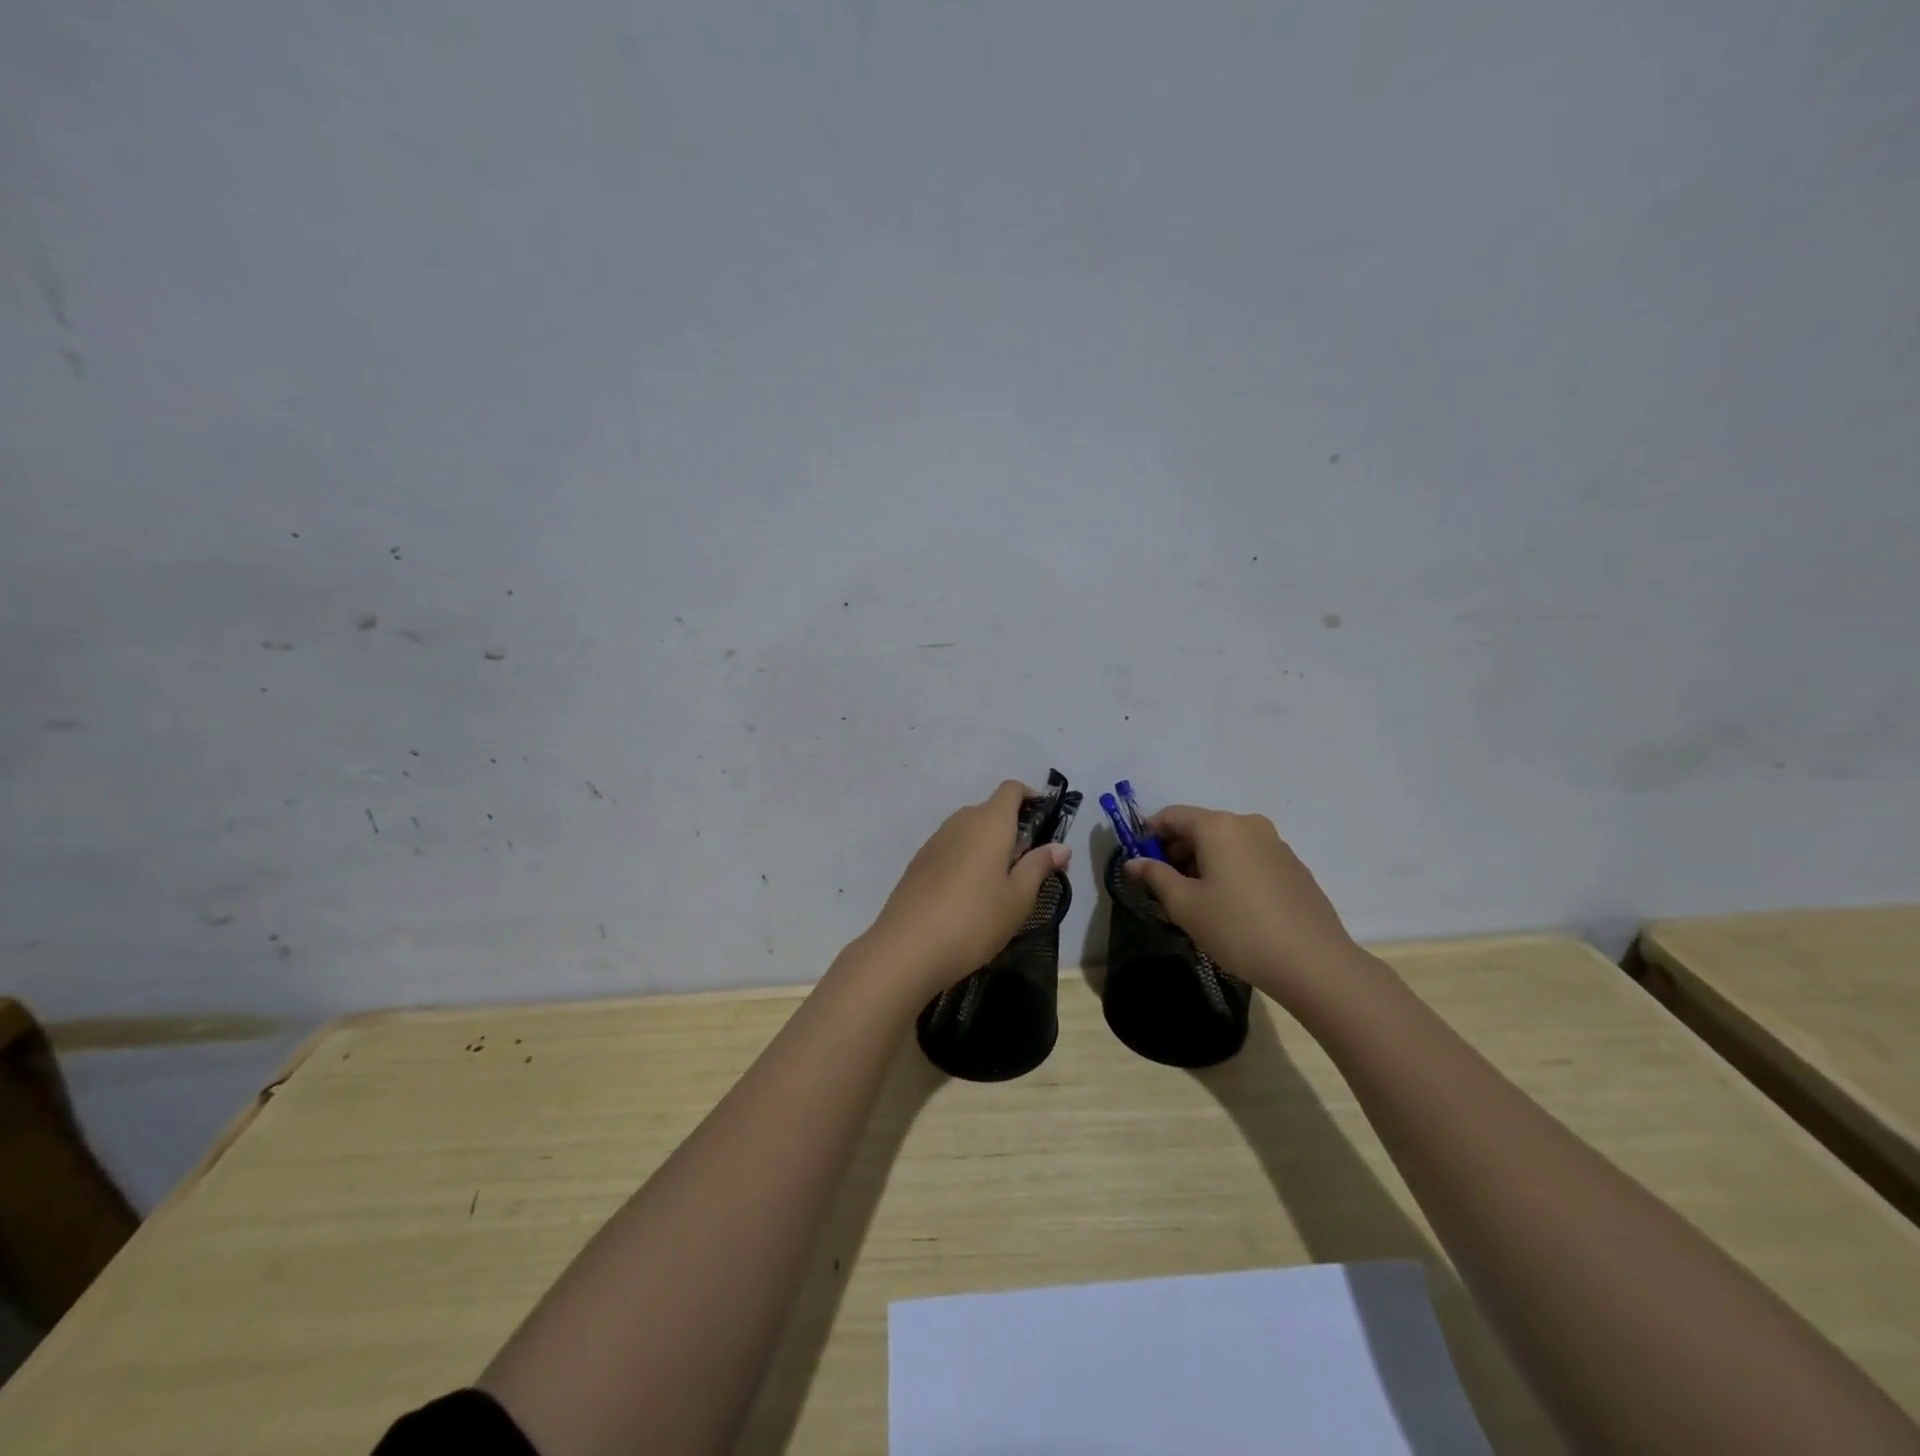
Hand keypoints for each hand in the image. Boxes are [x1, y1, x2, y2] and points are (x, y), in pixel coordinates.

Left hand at [862, 781, 1070, 999]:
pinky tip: (968, 895)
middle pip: (990, 811)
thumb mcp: (1018, 898)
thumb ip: (1039, 866)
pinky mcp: (919, 862)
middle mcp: (960, 822)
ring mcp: (935, 841)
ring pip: (969, 830)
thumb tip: (1061, 846)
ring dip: (988, 846)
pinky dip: (966, 859)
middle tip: (1029, 864)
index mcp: (989, 823)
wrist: (907, 948)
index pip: (1011, 790)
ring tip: (1000, 883)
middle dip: (1012, 829)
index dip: (1031, 797)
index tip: (1045, 819)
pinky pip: (951, 848)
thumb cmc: (975, 920)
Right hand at [1124, 805, 1361, 1005]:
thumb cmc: (1237, 928)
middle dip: (1176, 850)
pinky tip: (1231, 906)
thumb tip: (1133, 862)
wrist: (1313, 962)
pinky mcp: (1293, 866)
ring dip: (1203, 862)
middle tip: (1164, 885)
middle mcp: (1248, 824)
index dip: (1148, 834)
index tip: (1139, 861)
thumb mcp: (1185, 905)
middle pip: (1200, 826)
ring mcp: (1275, 844)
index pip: (1171, 815)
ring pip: (1226, 843)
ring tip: (1196, 900)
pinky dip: (1230, 870)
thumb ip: (1155, 876)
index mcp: (1218, 826)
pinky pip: (1249, 857)